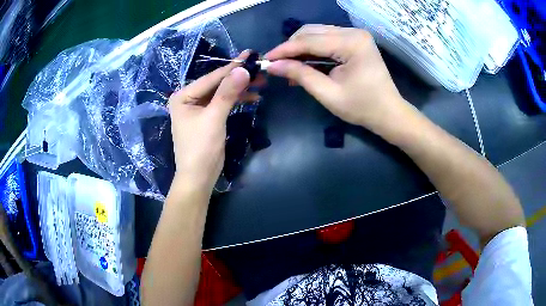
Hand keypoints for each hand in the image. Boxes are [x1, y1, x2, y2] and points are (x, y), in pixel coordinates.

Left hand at [168, 52, 249, 192]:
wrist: (199, 177)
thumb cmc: (201, 148)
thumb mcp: (214, 118)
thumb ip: (227, 93)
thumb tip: (243, 69)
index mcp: (183, 96)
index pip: (211, 78)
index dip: (232, 67)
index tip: (251, 54)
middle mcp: (189, 98)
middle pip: (217, 84)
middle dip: (238, 78)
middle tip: (260, 70)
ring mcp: (198, 108)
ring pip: (222, 92)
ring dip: (240, 89)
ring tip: (261, 83)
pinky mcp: (208, 117)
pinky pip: (223, 103)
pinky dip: (237, 100)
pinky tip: (252, 97)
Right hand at [265, 25, 405, 128]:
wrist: (388, 113)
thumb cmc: (362, 107)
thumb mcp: (328, 94)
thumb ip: (300, 75)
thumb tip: (273, 66)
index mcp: (352, 43)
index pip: (310, 41)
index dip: (285, 50)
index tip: (266, 59)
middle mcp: (353, 32)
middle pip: (312, 32)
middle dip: (292, 47)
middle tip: (277, 64)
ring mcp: (355, 35)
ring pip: (317, 33)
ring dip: (300, 48)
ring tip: (289, 66)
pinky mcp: (354, 40)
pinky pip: (326, 39)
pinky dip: (312, 50)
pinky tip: (303, 63)